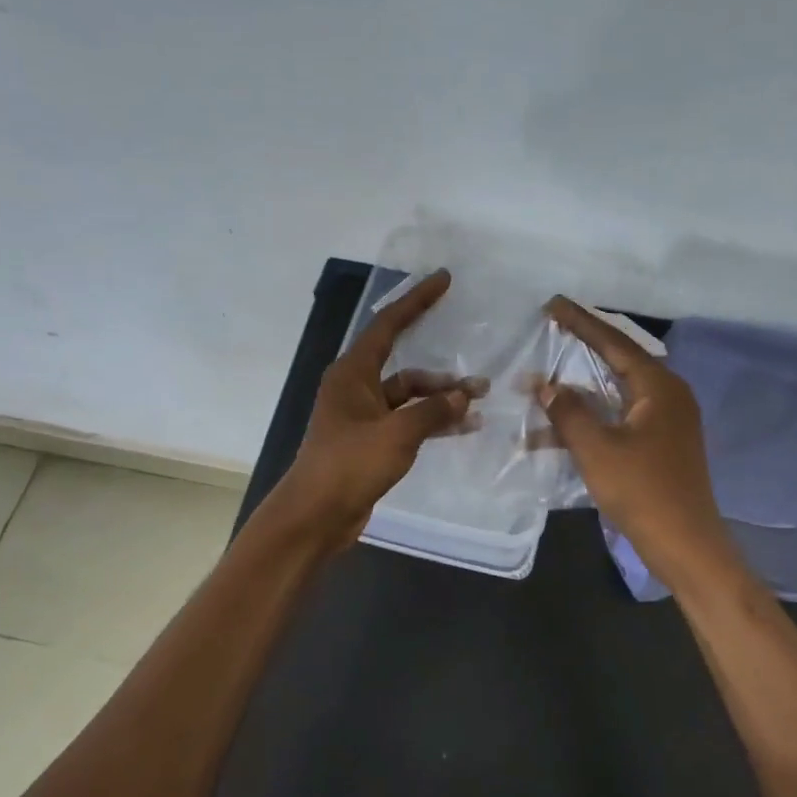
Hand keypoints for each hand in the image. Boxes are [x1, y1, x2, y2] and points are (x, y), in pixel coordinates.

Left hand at [269, 270, 482, 553]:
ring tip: (479, 406)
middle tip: (480, 380)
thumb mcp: (397, 434)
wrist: (316, 516)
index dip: (417, 300)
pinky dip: (432, 423)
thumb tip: (463, 397)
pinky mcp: (372, 442)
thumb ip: (432, 411)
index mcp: (352, 373)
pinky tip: (463, 428)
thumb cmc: (350, 465)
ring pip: (410, 399)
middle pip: (406, 368)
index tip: (444, 280)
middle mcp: (356, 388)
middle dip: (442, 375)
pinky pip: (408, 422)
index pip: (388, 325)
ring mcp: (364, 417)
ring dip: (441, 401)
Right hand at [538, 297, 737, 589]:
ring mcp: (668, 422)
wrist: (685, 544)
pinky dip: (592, 418)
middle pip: (620, 361)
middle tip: (553, 328)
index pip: (614, 342)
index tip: (553, 304)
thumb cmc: (642, 491)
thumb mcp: (597, 449)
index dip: (581, 323)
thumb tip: (545, 385)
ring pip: (617, 392)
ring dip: (582, 389)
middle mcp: (668, 396)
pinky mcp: (661, 444)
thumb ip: (568, 412)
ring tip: (547, 377)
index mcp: (660, 387)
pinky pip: (621, 417)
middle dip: (583, 347)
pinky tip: (559, 430)